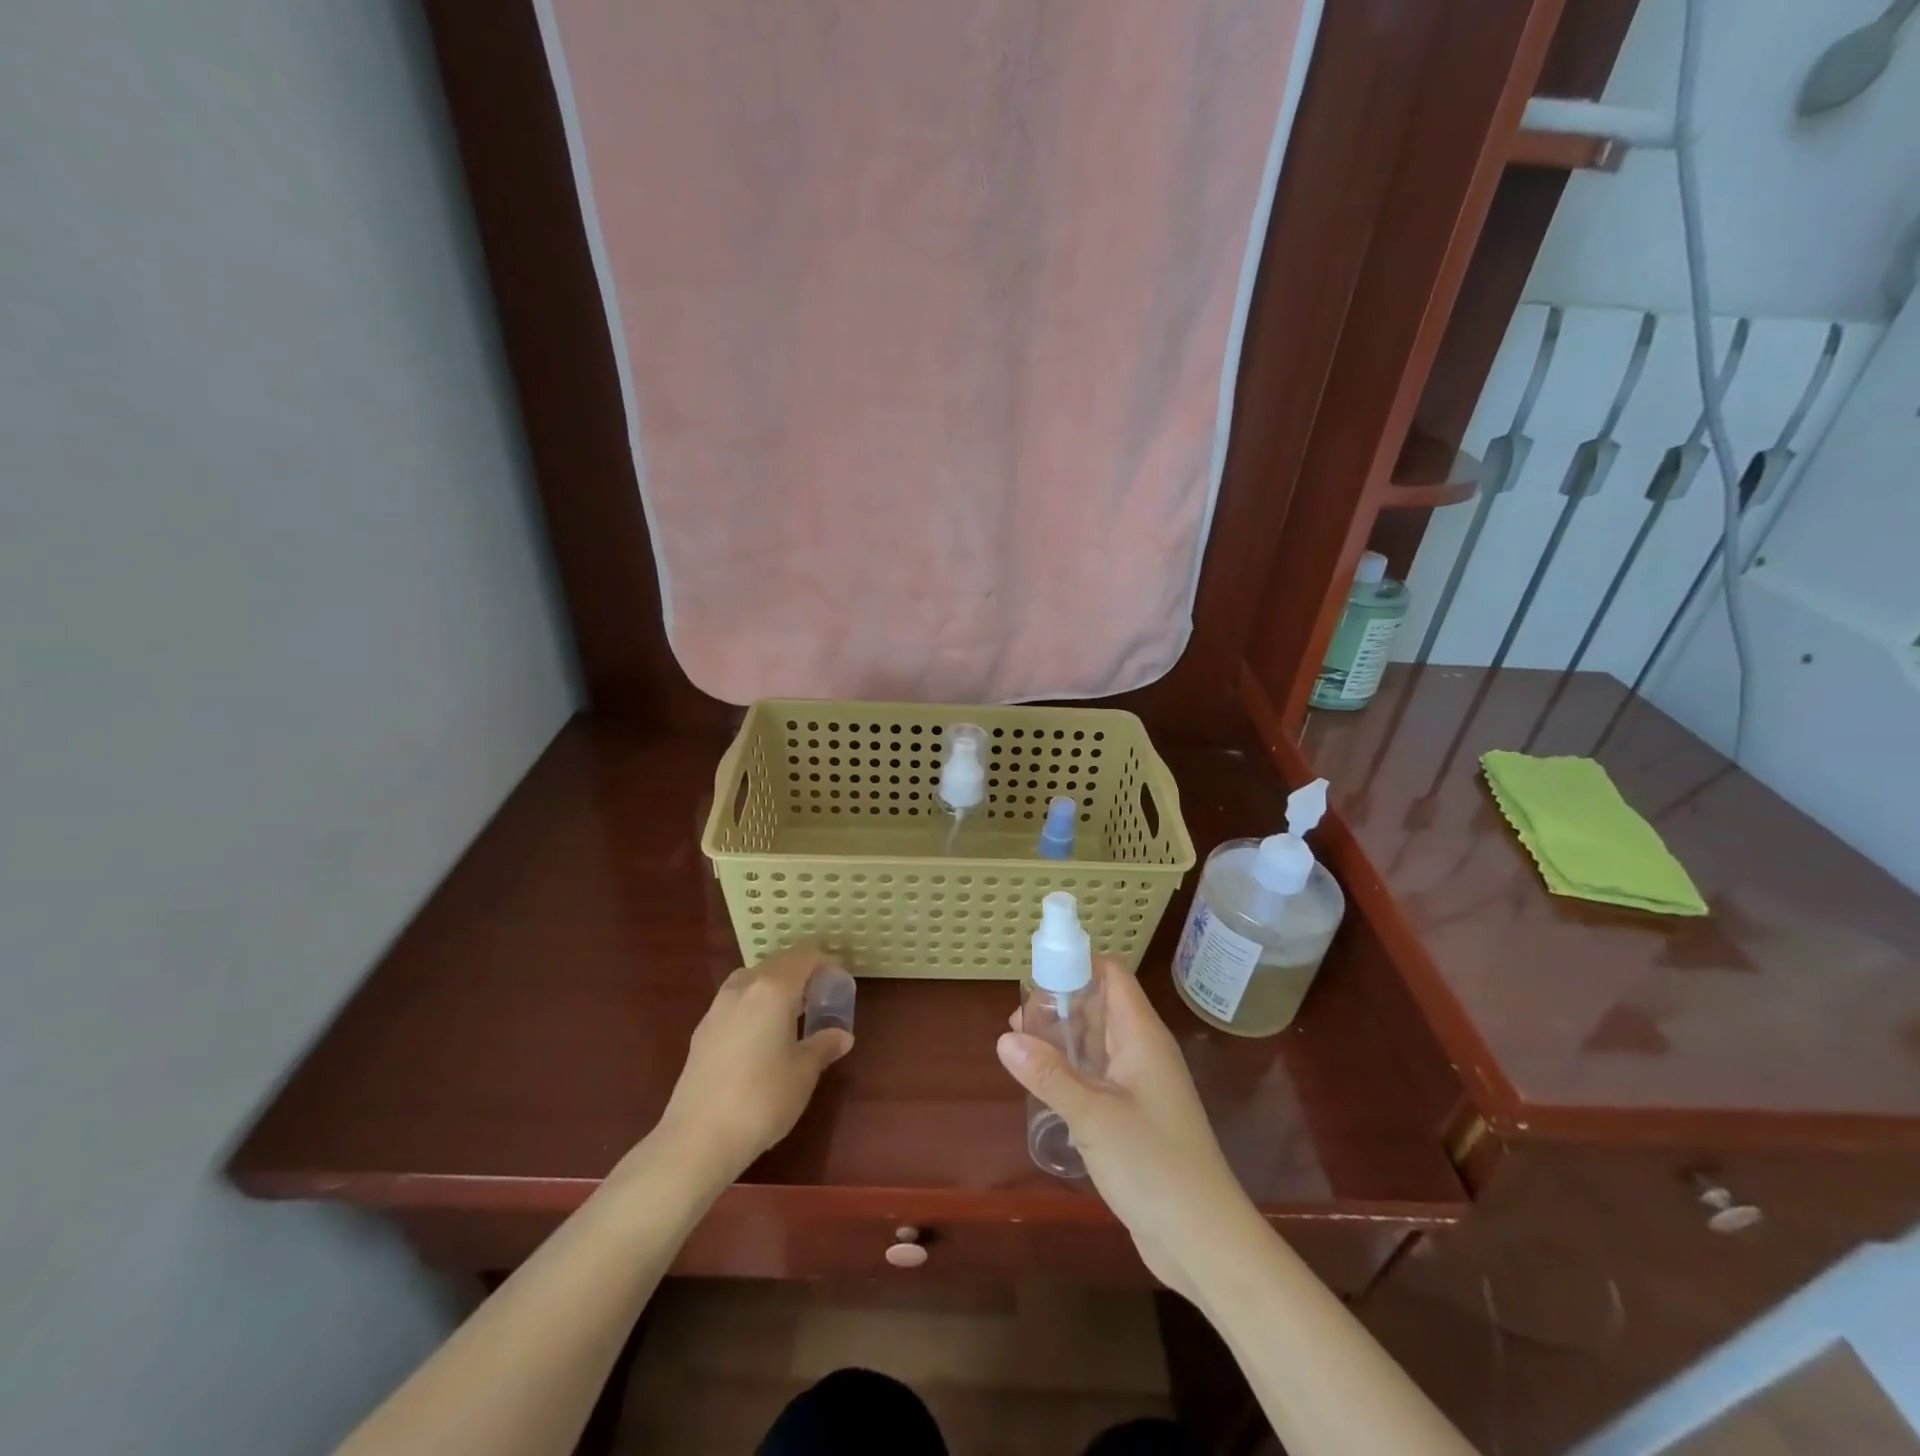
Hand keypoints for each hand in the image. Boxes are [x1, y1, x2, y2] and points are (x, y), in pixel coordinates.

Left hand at [656, 947, 852, 1184]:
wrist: (698, 1138)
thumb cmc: (763, 1098)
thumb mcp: (804, 1072)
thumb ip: (824, 1045)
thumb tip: (842, 1035)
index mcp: (773, 989)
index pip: (804, 957)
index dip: (825, 963)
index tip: (839, 981)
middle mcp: (743, 988)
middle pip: (776, 964)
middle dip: (799, 973)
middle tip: (818, 997)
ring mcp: (717, 1008)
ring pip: (751, 980)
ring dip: (773, 987)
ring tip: (789, 1014)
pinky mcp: (701, 1032)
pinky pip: (735, 1002)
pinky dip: (753, 1005)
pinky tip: (760, 1036)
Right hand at [997, 958, 1257, 1301]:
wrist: (1203, 1240)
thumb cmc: (1153, 1165)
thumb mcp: (1092, 1115)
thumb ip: (1048, 1074)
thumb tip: (1005, 1038)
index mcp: (1141, 1036)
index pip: (1111, 976)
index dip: (1077, 964)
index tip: (1035, 975)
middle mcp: (1143, 1051)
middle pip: (1100, 1006)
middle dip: (1059, 1005)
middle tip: (1017, 1022)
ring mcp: (1141, 1085)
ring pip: (1097, 1043)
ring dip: (1062, 1040)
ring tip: (1019, 1049)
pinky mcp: (1135, 1116)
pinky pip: (1099, 1076)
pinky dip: (1071, 1071)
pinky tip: (1043, 1085)